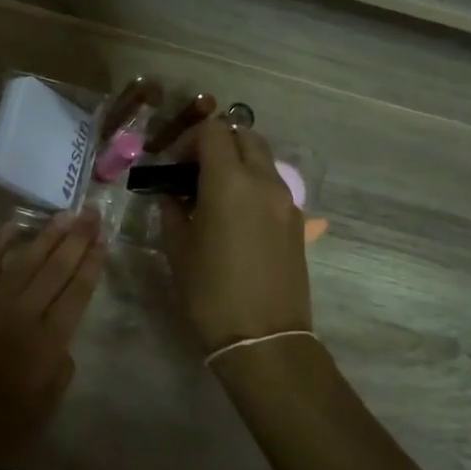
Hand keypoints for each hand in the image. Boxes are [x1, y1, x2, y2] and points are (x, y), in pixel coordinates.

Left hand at [0, 209, 106, 468]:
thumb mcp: (45, 406)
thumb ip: (61, 368)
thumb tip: (62, 340)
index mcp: (48, 343)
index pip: (77, 293)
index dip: (92, 264)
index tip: (103, 240)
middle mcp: (23, 315)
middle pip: (56, 269)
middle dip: (77, 239)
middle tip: (93, 213)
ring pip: (25, 261)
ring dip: (47, 236)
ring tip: (66, 214)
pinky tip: (13, 225)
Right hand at [159, 120, 312, 353]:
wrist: (263, 338)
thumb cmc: (210, 292)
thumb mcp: (178, 248)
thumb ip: (172, 210)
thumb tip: (173, 195)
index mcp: (230, 182)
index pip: (214, 131)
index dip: (190, 139)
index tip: (174, 164)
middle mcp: (263, 181)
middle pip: (244, 136)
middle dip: (218, 143)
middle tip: (194, 171)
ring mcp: (286, 201)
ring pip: (263, 160)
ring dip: (238, 162)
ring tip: (213, 194)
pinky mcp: (297, 222)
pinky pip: (273, 186)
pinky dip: (253, 185)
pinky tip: (234, 217)